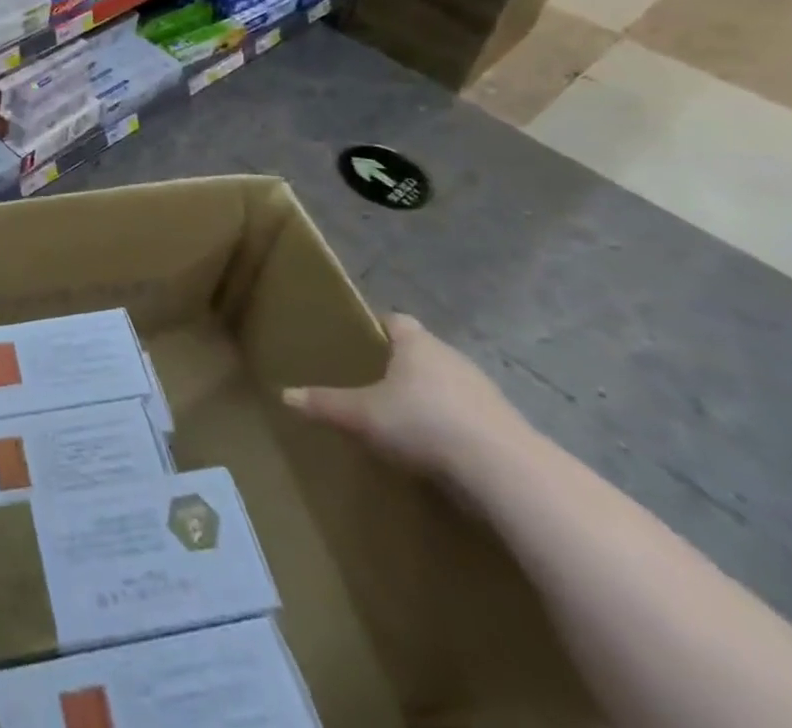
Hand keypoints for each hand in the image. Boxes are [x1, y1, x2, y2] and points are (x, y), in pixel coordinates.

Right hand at [282, 314, 530, 484]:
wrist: (506, 471)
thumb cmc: (424, 423)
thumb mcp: (363, 415)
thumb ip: (325, 404)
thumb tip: (285, 395)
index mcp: (416, 343)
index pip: (395, 321)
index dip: (378, 329)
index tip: (361, 344)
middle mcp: (451, 357)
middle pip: (422, 352)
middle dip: (402, 367)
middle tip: (376, 385)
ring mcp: (485, 391)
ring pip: (448, 384)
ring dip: (432, 398)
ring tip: (407, 421)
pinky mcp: (506, 426)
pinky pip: (471, 416)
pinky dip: (455, 426)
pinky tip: (441, 450)